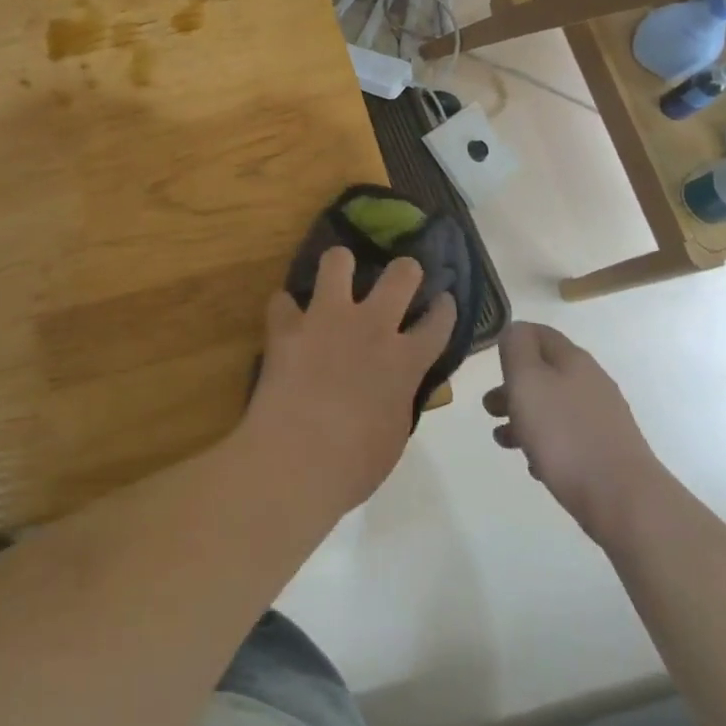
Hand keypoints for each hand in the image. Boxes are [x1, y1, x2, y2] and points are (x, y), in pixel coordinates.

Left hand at [242, 247, 456, 516]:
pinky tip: (285, 319)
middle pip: (401, 275)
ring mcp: (327, 319)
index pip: (438, 322)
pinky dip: (285, 310)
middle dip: (405, 270)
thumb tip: (393, 382)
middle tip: (400, 275)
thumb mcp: (395, 431)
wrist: (297, 461)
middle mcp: (371, 326)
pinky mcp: (287, 325)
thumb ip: (399, 395)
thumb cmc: (355, 464)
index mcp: (405, 360)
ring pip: (337, 261)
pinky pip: (282, 300)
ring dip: (339, 265)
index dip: (443, 308)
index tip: (442, 301)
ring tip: (338, 272)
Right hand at [484, 322, 664, 544]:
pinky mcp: (607, 450)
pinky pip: (567, 437)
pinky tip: (535, 465)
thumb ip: (517, 348)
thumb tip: (515, 330)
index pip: (539, 333)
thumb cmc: (564, 434)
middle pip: (544, 373)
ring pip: (553, 406)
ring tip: (504, 441)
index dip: (512, 340)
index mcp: (572, 360)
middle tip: (490, 408)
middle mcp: (590, 382)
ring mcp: (602, 417)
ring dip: (524, 418)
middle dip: (512, 387)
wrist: (623, 499)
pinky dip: (546, 444)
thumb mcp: (527, 381)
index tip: (490, 361)